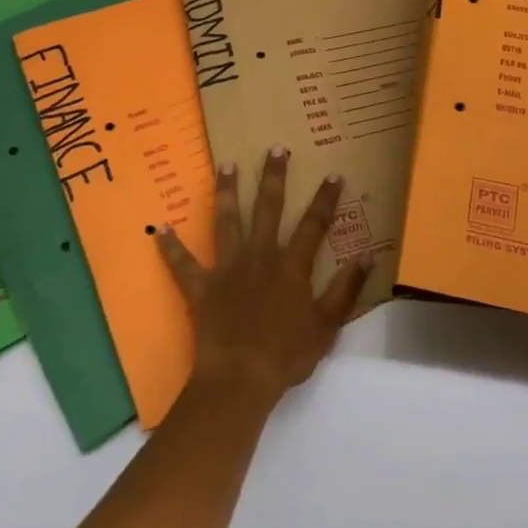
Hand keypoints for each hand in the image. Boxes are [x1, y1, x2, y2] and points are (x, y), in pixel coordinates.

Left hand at [157, 146, 370, 409]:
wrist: (240, 379)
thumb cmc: (286, 355)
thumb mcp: (327, 326)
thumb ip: (346, 290)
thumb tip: (367, 256)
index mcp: (291, 266)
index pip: (314, 225)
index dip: (325, 199)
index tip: (332, 174)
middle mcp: (260, 257)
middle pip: (268, 209)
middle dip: (274, 177)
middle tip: (276, 148)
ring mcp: (228, 269)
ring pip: (227, 222)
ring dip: (227, 192)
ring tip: (226, 165)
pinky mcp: (201, 287)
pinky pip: (183, 265)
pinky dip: (171, 247)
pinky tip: (160, 229)